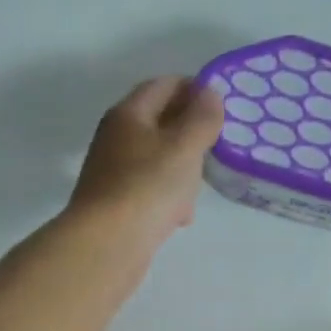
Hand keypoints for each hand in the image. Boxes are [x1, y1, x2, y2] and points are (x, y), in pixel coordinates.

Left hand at [69, 77, 225, 248]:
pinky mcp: (117, 204)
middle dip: (191, 134)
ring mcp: (114, 172)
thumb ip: (202, 118)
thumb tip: (210, 92)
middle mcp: (117, 137)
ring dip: (182, 170)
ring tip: (200, 187)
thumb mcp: (184, 147)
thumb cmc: (148, 188)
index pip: (164, 85)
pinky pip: (150, 191)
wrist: (108, 244)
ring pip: (158, 160)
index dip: (194, 89)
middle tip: (217, 148)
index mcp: (129, 114)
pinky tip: (180, 217)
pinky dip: (169, 198)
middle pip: (160, 123)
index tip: (222, 105)